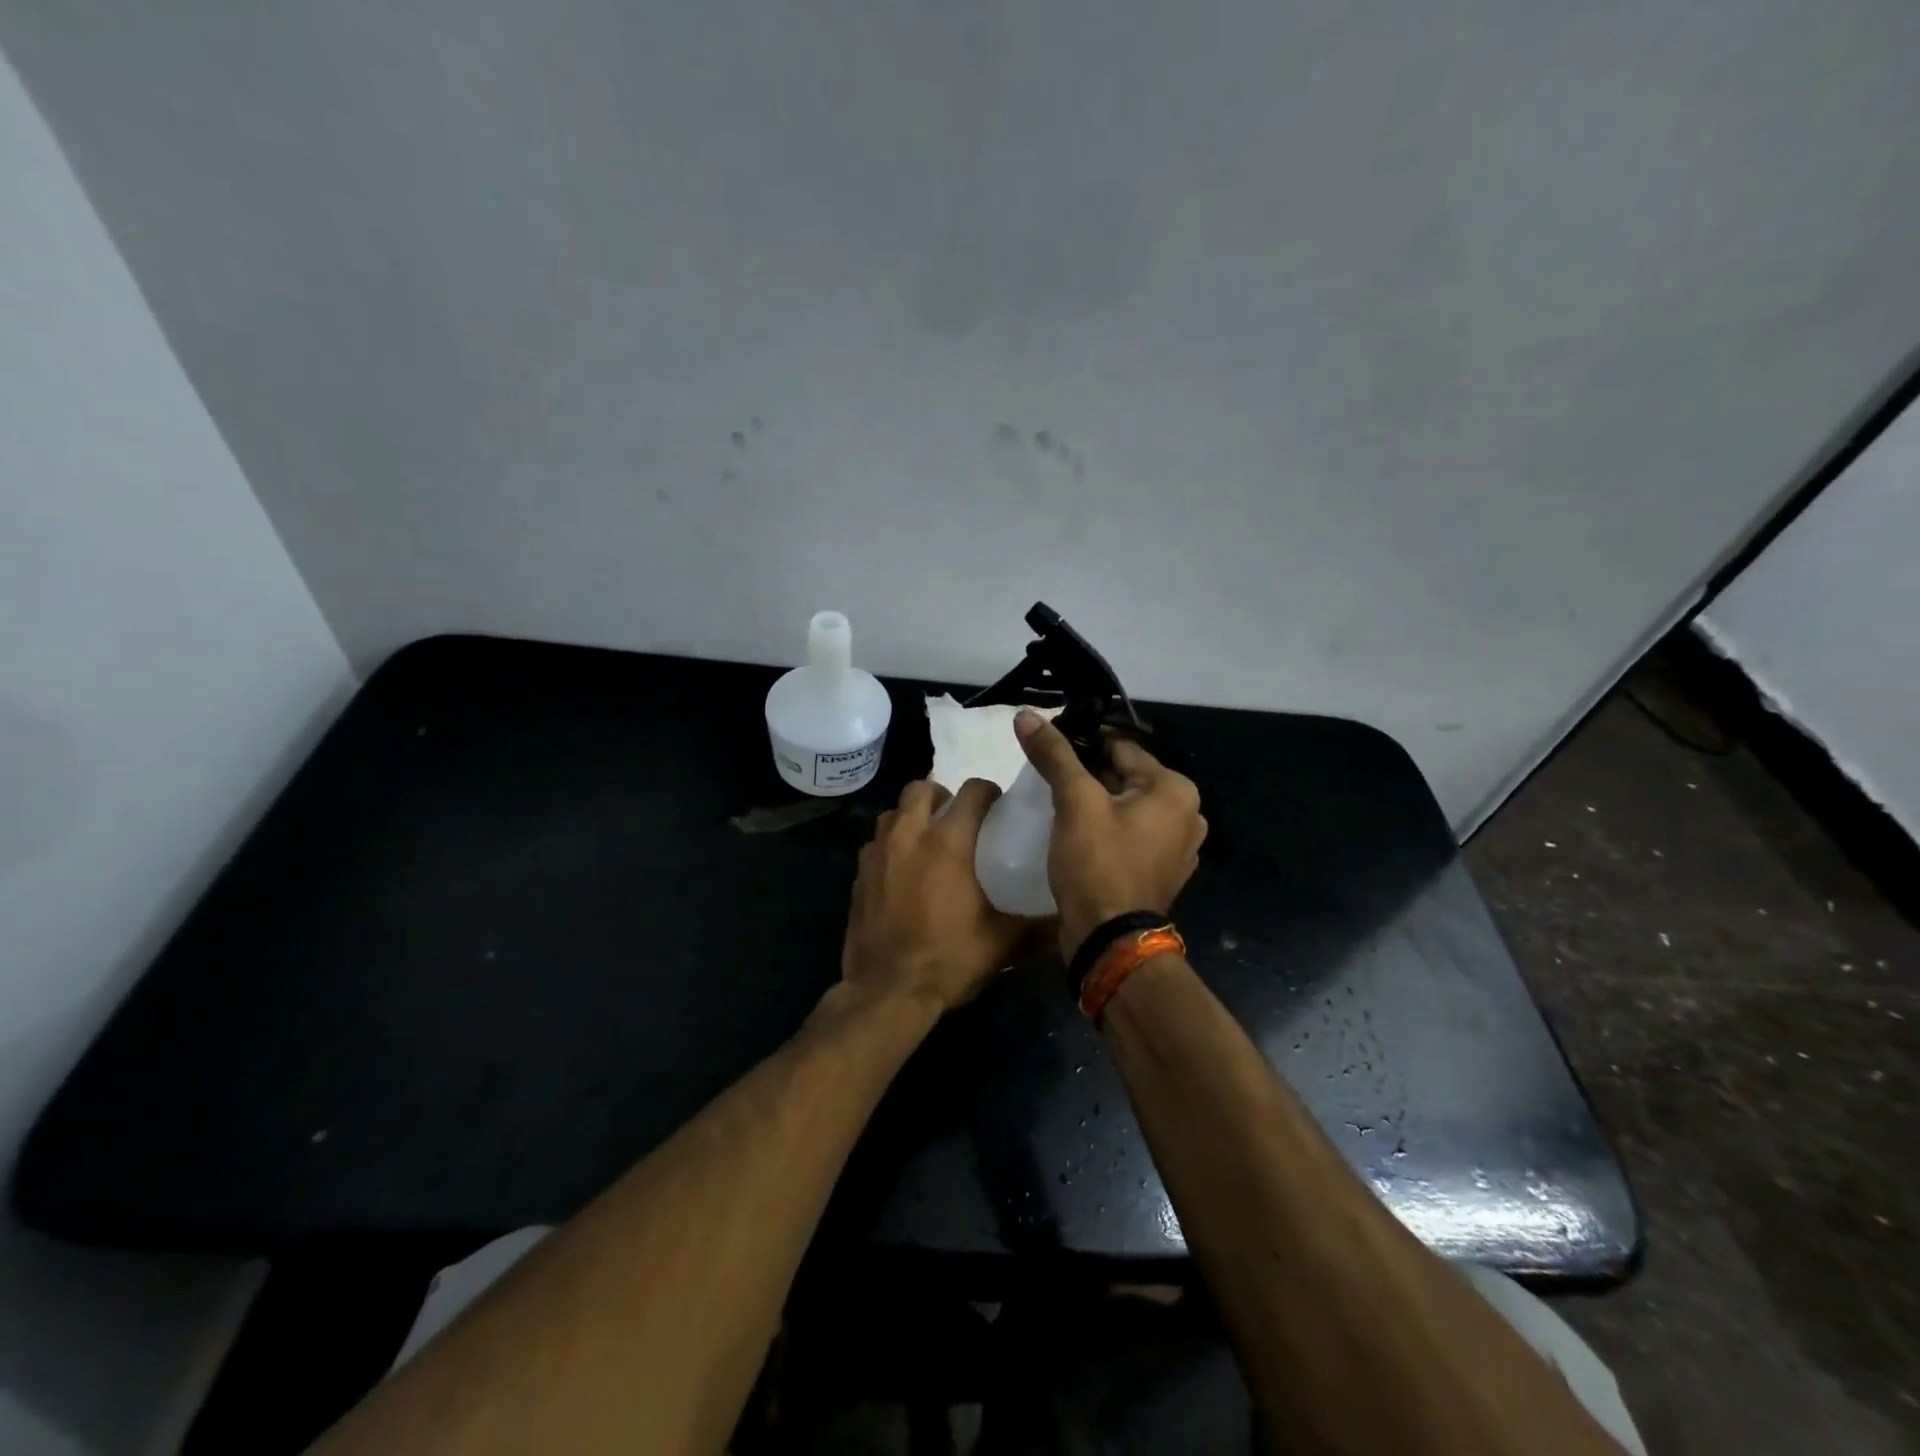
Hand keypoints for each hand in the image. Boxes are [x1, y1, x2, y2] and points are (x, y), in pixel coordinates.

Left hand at [840, 778, 1026, 1012]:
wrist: (886, 991)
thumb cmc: (947, 960)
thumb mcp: (1002, 945)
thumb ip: (1038, 928)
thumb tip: (1067, 922)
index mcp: (947, 843)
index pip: (971, 792)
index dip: (988, 792)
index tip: (997, 805)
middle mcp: (908, 837)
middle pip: (920, 789)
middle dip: (941, 795)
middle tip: (957, 817)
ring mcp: (877, 854)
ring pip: (892, 813)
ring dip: (911, 816)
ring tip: (926, 839)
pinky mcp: (859, 875)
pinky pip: (874, 844)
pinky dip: (890, 845)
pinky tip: (901, 870)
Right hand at [1014, 709, 1206, 958]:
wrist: (1109, 941)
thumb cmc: (1098, 864)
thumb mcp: (1074, 802)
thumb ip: (1053, 754)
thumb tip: (1027, 714)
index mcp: (1175, 790)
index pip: (1120, 748)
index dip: (1081, 744)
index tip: (1048, 749)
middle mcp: (1187, 814)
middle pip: (1125, 777)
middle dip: (1089, 776)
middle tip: (1048, 779)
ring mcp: (1178, 848)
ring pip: (1126, 808)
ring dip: (1097, 805)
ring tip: (1058, 807)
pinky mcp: (1161, 872)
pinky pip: (1130, 836)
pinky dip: (1107, 830)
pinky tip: (1078, 837)